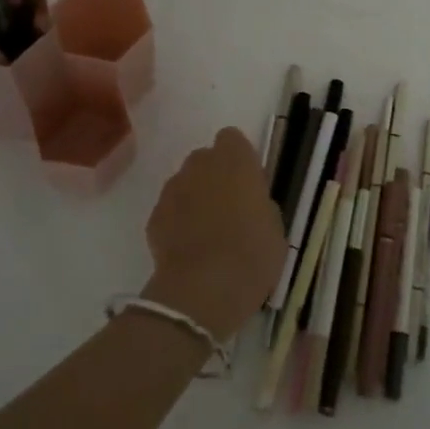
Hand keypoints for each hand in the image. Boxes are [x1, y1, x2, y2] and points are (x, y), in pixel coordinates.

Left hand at [141, 128, 286, 340]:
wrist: (204, 289)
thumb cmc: (252, 254)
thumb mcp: (275, 226)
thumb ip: (260, 202)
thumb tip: (250, 202)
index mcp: (235, 160)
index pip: (232, 139)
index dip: (239, 158)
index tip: (248, 183)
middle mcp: (200, 165)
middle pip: (205, 159)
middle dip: (215, 177)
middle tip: (229, 208)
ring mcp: (173, 189)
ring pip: (185, 183)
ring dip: (195, 198)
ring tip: (207, 233)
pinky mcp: (154, 216)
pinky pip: (170, 210)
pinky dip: (177, 222)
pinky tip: (189, 249)